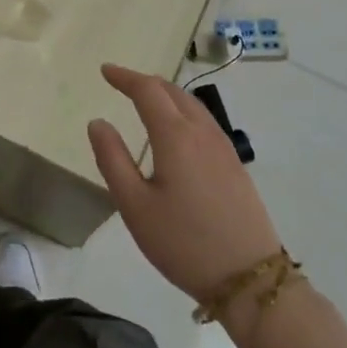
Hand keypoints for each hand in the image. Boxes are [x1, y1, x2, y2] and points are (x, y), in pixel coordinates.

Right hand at [87, 63, 282, 300]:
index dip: (125, 77)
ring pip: (193, 105)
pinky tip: (177, 132)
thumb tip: (98, 122)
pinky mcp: (235, 165)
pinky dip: (184, 111)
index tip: (105, 70)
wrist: (248, 277)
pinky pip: (205, 122)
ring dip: (167, 95)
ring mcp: (224, 148)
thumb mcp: (134, 206)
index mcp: (175, 136)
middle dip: (146, 82)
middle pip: (173, 92)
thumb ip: (112, 159)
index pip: (147, 91)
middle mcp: (202, 133)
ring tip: (147, 101)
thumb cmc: (182, 242)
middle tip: (122, 83)